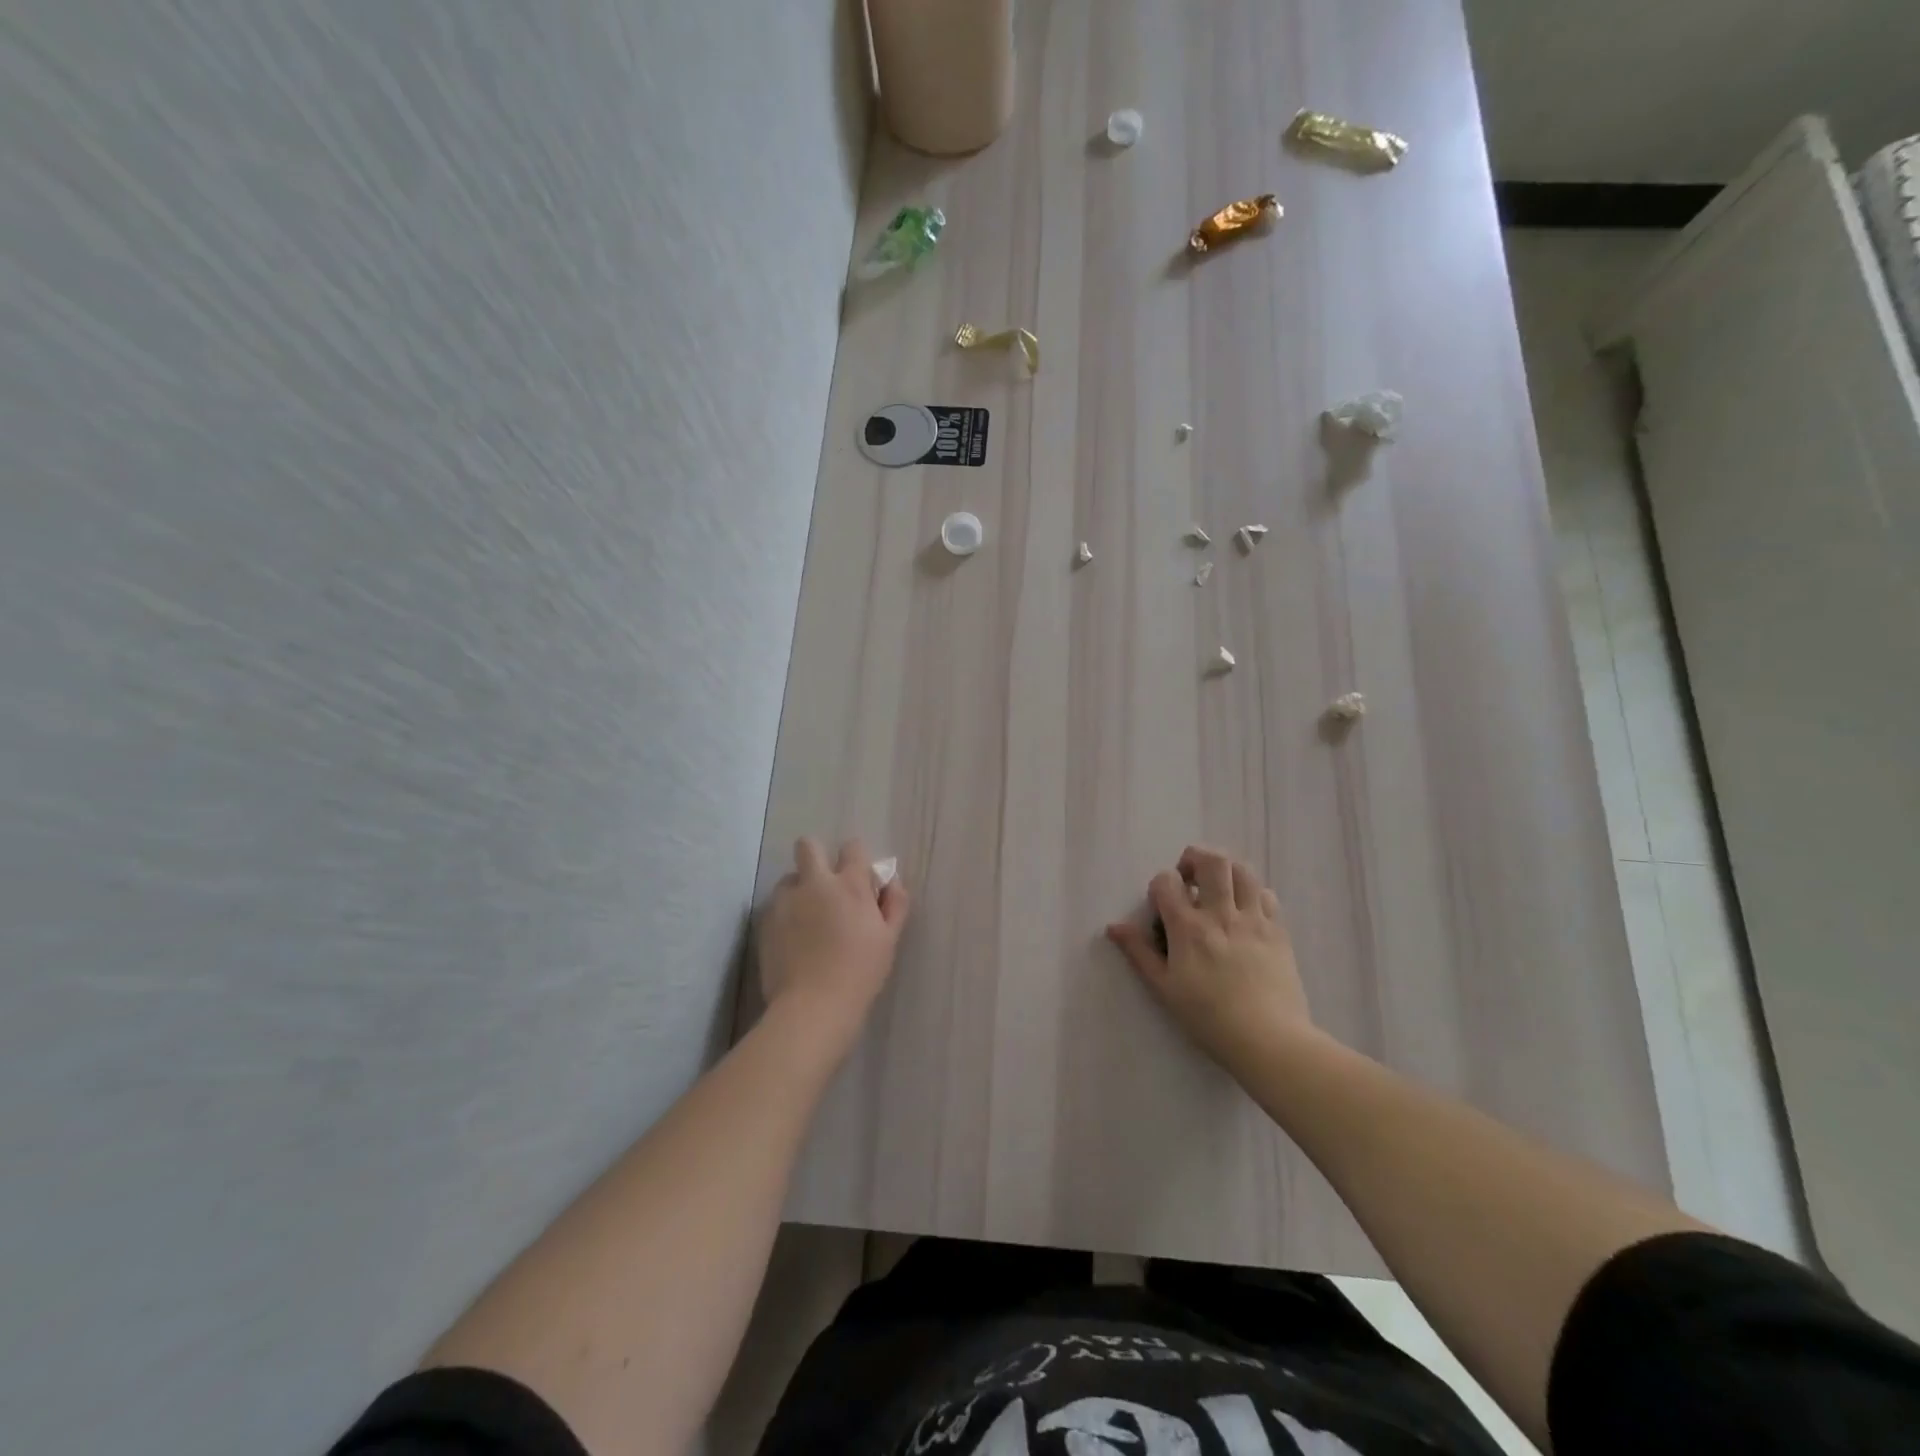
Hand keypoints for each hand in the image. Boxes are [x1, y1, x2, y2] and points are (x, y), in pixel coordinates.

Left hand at [757, 836, 908, 1053]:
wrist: (813, 1006)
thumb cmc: (860, 973)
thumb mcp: (889, 939)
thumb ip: (894, 903)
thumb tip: (890, 881)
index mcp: (850, 885)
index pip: (853, 847)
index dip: (857, 859)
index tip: (859, 881)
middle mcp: (814, 883)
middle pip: (808, 846)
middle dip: (816, 857)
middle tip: (826, 888)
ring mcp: (785, 901)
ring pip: (789, 878)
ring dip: (800, 889)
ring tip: (808, 920)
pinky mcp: (765, 921)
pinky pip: (776, 905)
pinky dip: (786, 914)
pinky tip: (794, 941)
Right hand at [1106, 845, 1313, 1070]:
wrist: (1269, 1040)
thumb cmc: (1208, 1017)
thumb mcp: (1165, 988)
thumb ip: (1139, 952)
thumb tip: (1113, 927)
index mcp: (1188, 928)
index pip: (1167, 881)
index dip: (1159, 886)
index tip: (1161, 906)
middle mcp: (1221, 914)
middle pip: (1211, 861)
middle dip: (1194, 858)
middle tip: (1189, 877)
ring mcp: (1253, 919)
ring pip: (1242, 870)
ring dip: (1225, 869)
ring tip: (1217, 886)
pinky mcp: (1278, 930)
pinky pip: (1266, 894)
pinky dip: (1252, 893)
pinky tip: (1244, 910)